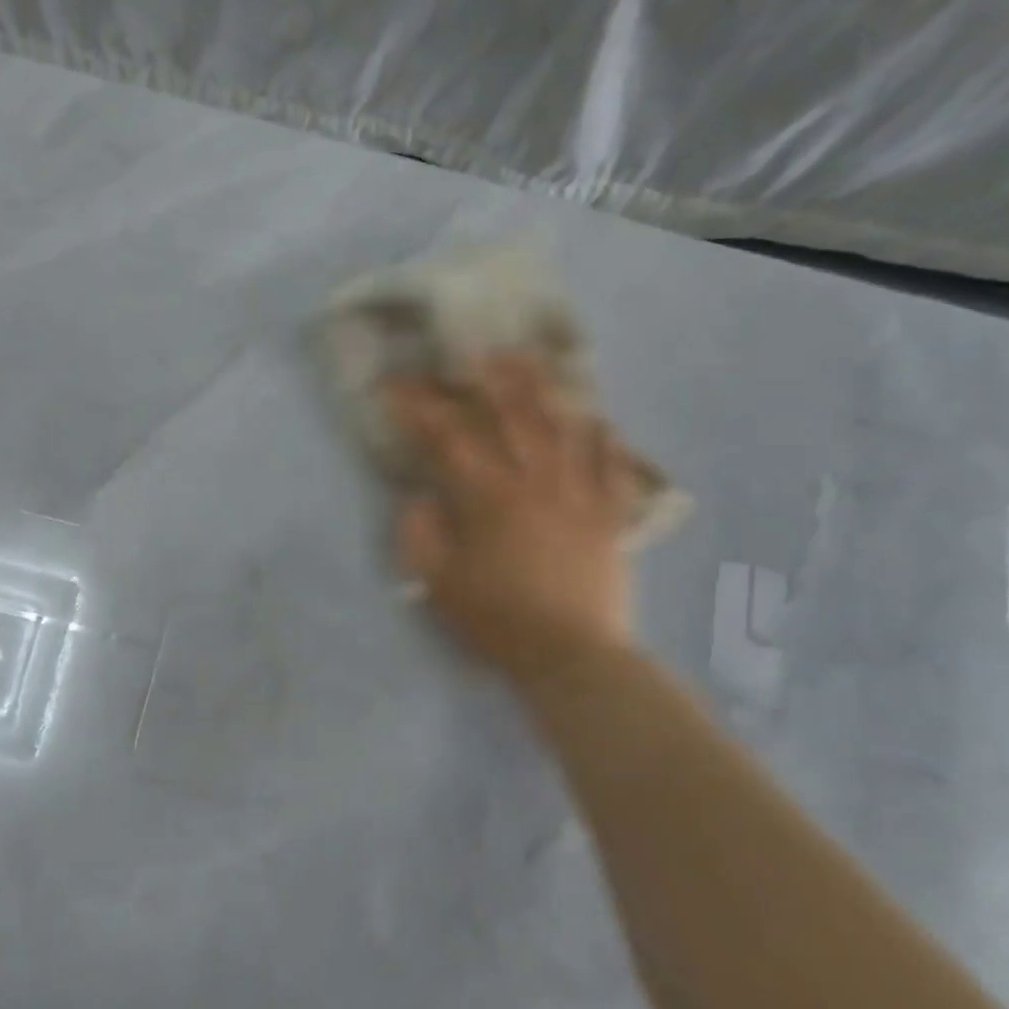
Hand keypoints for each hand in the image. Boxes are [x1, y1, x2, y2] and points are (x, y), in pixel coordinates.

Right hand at [386, 354, 635, 682]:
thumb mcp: (438, 583)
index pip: (447, 438)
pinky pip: (611, 468)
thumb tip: (419, 499)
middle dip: (490, 380)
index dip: (419, 407)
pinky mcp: (608, 516)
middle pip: (512, 417)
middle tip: (478, 351)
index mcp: (487, 497)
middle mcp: (533, 482)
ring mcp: (577, 495)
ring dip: (546, 391)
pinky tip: (600, 420)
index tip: (396, 386)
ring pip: (562, 429)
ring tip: (535, 363)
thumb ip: (419, 535)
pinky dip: (606, 441)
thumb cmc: (497, 621)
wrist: (571, 658)